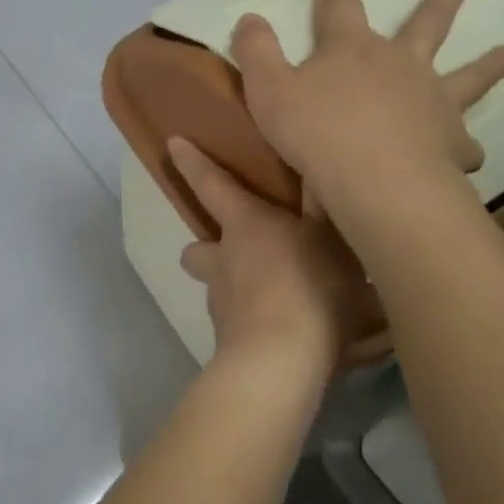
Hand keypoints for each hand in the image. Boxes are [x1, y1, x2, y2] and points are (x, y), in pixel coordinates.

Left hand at [170, 137, 382, 374]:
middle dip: (207, 250)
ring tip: (280, 302)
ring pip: (218, 291)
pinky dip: (257, 326)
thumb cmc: (309, 284)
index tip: (173, 144)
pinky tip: (291, 337)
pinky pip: (239, 327)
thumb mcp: (330, 237)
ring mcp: (222, 305)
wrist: (282, 359)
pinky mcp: (230, 343)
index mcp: (245, 225)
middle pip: (197, 251)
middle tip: (238, 255)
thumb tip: (316, 165)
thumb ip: (323, 204)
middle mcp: (223, 261)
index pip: (212, 185)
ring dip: (237, 291)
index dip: (193, 163)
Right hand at [230, 0, 503, 223]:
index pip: (340, 6)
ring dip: (491, 62)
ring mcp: (433, 100)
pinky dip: (468, 145)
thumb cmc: (315, 131)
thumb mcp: (267, 88)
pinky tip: (473, 152)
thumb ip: (257, 51)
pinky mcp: (451, 141)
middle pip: (425, 24)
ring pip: (470, 74)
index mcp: (352, 49)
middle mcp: (400, 64)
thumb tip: (250, 17)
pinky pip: (466, 142)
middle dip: (439, 0)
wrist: (373, 178)